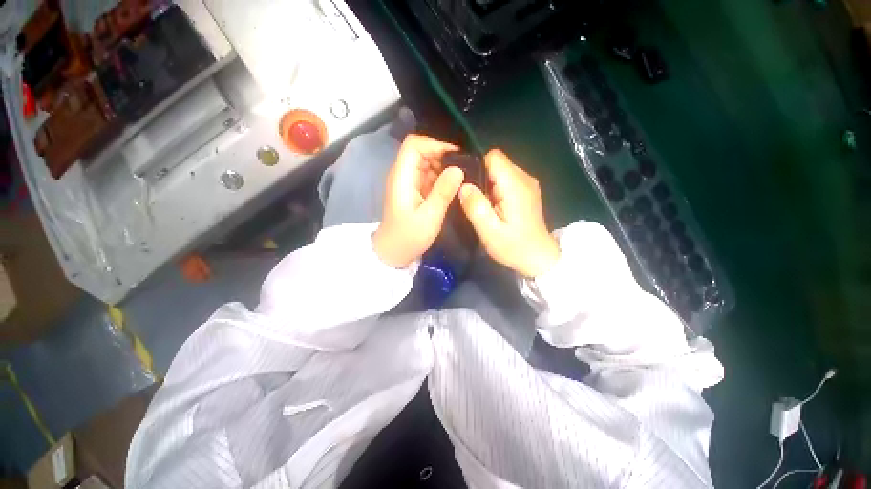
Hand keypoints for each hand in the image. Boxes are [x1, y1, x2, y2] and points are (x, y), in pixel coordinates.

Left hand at [373, 135, 463, 267]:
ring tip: (461, 177)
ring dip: (443, 166)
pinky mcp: (413, 190)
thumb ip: (443, 192)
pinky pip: (427, 176)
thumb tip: (459, 169)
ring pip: (426, 163)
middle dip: (442, 155)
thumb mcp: (430, 216)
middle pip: (421, 151)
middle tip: (464, 168)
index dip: (435, 144)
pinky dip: (440, 177)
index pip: (414, 145)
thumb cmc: (408, 237)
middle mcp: (403, 175)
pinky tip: (452, 186)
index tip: (456, 155)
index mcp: (402, 177)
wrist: (393, 252)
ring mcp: (408, 182)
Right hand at [458, 149, 559, 277]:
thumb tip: (463, 185)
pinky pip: (506, 180)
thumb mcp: (489, 232)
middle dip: (480, 176)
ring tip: (482, 204)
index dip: (476, 165)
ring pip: (500, 171)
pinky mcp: (527, 190)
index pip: (493, 157)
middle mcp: (524, 178)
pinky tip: (493, 206)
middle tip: (472, 199)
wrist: (539, 257)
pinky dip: (495, 188)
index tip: (466, 183)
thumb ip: (475, 207)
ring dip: (487, 184)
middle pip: (496, 163)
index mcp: (515, 185)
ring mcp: (527, 183)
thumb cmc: (514, 247)